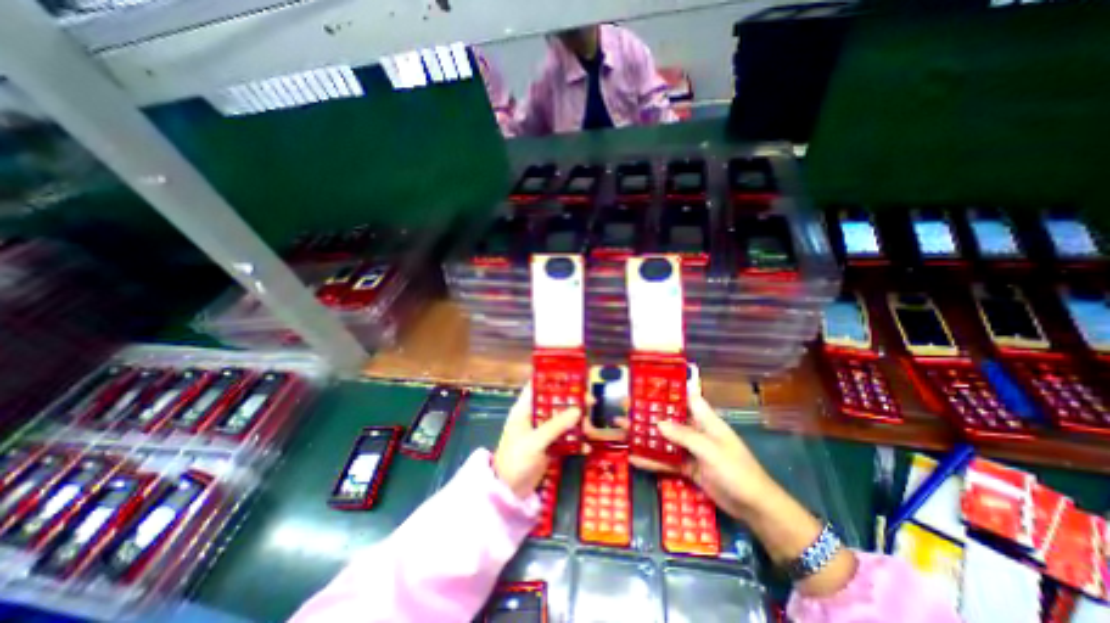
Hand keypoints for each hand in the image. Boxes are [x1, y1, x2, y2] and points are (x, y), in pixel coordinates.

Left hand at [491, 384, 582, 500]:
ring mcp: (543, 431)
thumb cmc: (516, 460)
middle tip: (591, 402)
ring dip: (577, 423)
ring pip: (563, 419)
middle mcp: (534, 416)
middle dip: (573, 401)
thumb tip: (579, 410)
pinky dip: (576, 441)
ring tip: (591, 429)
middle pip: (556, 402)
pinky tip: (586, 447)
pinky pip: (565, 437)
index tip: (573, 376)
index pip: (538, 386)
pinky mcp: (549, 445)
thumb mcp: (535, 441)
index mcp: (525, 409)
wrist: (509, 492)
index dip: (553, 379)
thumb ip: (556, 425)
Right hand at [627, 395, 772, 521]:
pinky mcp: (687, 467)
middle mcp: (695, 431)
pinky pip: (666, 460)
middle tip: (625, 408)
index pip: (685, 398)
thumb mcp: (710, 450)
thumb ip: (683, 436)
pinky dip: (651, 460)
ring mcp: (690, 449)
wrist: (754, 508)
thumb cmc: (736, 471)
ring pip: (663, 439)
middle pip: (668, 418)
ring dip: (644, 435)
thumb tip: (657, 423)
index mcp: (705, 420)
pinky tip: (633, 458)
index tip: (646, 386)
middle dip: (647, 413)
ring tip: (622, 429)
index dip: (667, 390)